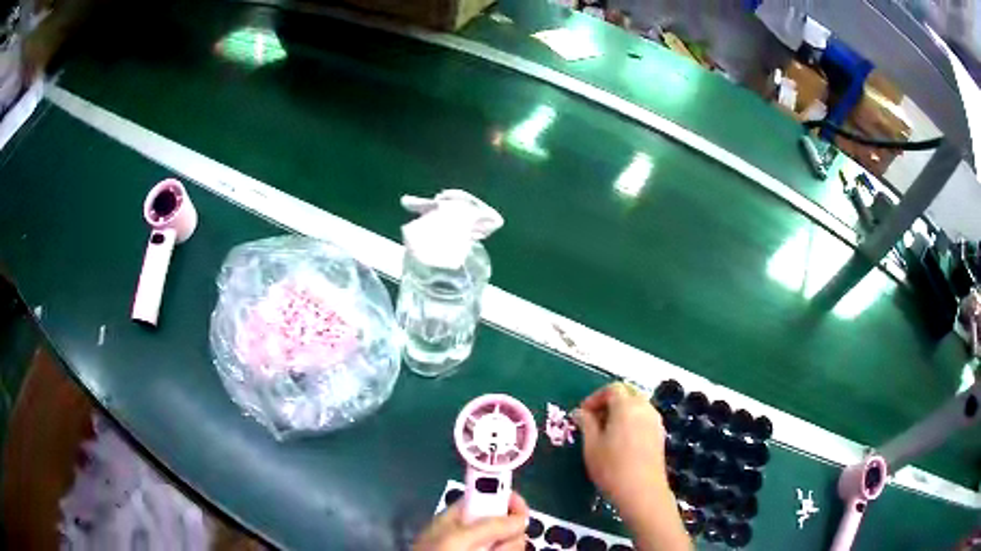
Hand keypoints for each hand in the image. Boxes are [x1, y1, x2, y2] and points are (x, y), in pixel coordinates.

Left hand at [413, 493, 529, 550]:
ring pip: (512, 544)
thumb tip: (520, 518)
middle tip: (497, 548)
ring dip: (507, 549)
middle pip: (508, 523)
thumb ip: (488, 526)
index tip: (521, 509)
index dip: (507, 499)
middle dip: (510, 535)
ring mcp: (481, 549)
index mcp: (459, 517)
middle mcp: (473, 532)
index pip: (489, 497)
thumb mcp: (457, 539)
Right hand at [573, 383, 690, 550]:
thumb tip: (580, 412)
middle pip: (627, 394)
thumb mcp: (591, 445)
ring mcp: (655, 421)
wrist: (642, 492)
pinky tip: (621, 441)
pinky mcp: (660, 434)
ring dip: (621, 412)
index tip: (583, 414)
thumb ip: (586, 423)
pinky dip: (631, 421)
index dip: (595, 398)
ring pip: (637, 406)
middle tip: (593, 421)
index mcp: (626, 406)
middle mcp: (644, 408)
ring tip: (605, 432)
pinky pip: (644, 418)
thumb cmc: (612, 468)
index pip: (612, 388)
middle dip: (608, 403)